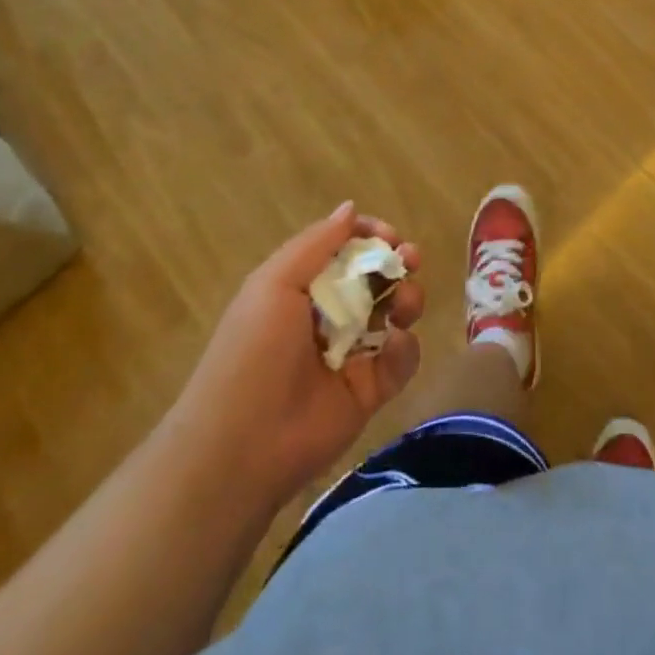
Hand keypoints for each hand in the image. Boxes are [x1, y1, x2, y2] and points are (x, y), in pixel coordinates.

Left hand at [172, 204, 424, 509]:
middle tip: (411, 258)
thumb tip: (350, 208)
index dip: (370, 236)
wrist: (243, 446)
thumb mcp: (274, 285)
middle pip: (377, 276)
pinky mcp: (371, 390)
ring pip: (396, 312)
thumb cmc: (253, 353)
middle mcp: (330, 314)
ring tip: (405, 305)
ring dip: (408, 298)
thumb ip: (316, 244)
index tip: (388, 235)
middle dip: (398, 261)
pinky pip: (401, 358)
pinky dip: (404, 348)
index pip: (345, 249)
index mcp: (302, 287)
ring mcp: (353, 352)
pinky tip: (392, 346)